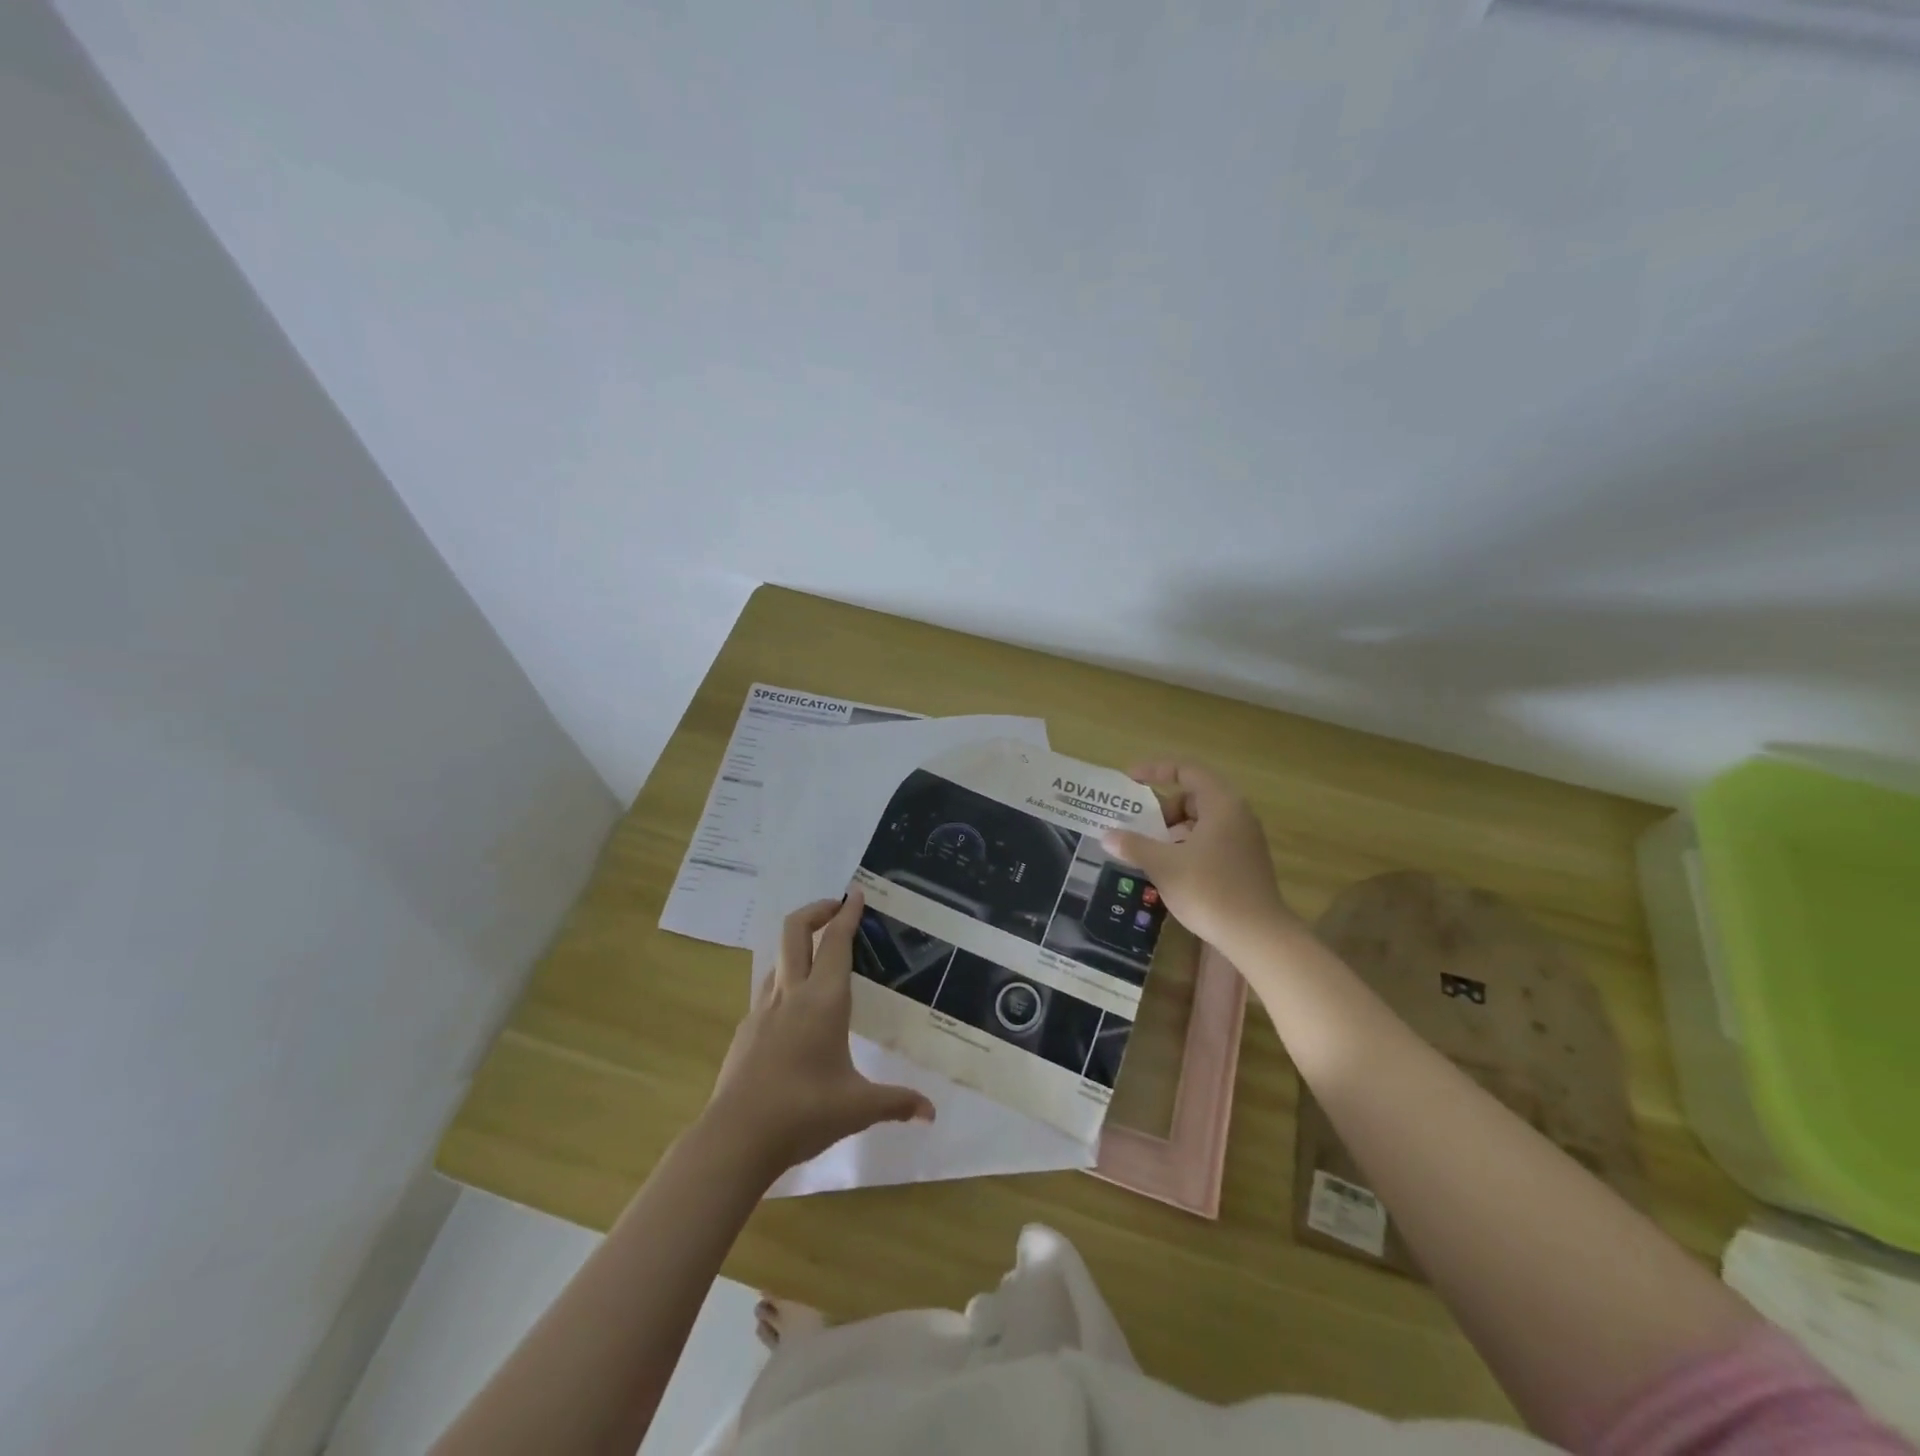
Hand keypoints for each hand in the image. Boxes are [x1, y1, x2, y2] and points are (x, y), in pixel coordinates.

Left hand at [705, 890, 934, 1176]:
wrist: (735, 1138)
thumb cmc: (803, 1113)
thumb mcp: (858, 1107)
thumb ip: (897, 1103)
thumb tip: (931, 1113)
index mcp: (824, 1000)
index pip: (837, 942)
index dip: (848, 913)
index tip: (856, 893)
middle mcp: (791, 994)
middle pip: (795, 930)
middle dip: (817, 910)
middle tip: (837, 909)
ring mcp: (763, 1009)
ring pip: (779, 958)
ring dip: (799, 945)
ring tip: (821, 959)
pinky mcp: (746, 1030)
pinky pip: (768, 990)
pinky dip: (786, 982)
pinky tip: (796, 1012)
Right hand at [1101, 761, 1295, 955]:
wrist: (1257, 936)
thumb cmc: (1210, 891)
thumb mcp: (1164, 866)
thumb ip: (1134, 846)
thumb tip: (1107, 836)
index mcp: (1222, 804)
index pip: (1187, 771)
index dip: (1156, 770)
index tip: (1129, 779)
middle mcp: (1237, 815)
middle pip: (1194, 797)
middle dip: (1163, 810)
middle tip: (1140, 829)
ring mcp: (1245, 840)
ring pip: (1202, 822)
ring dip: (1173, 831)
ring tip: (1151, 853)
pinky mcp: (1245, 863)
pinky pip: (1211, 841)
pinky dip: (1187, 846)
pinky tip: (1172, 871)